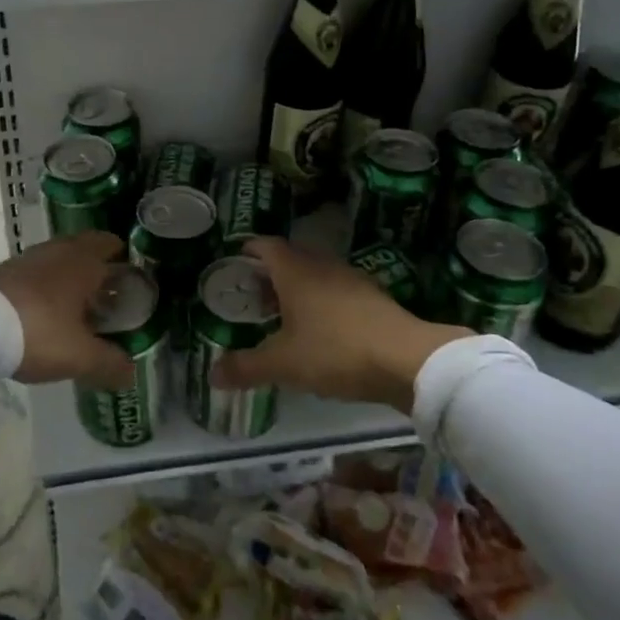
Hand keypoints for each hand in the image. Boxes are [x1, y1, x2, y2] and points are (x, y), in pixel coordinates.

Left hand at [0, 232, 133, 387]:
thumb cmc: (39, 333)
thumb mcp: (81, 356)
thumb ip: (110, 363)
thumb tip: (131, 373)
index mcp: (83, 261)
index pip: (111, 244)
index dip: (124, 259)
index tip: (132, 280)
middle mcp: (58, 251)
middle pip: (85, 248)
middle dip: (98, 266)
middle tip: (107, 294)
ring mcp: (28, 258)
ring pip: (58, 258)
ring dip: (69, 275)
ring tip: (76, 305)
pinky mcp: (4, 271)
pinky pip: (36, 271)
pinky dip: (45, 284)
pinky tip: (44, 310)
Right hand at [212, 238, 470, 413]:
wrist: (407, 360)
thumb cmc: (335, 351)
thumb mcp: (283, 364)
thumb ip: (246, 367)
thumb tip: (212, 374)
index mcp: (295, 271)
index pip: (265, 245)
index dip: (248, 251)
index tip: (234, 265)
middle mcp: (322, 266)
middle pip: (290, 258)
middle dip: (270, 274)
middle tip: (254, 297)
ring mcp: (352, 280)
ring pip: (316, 275)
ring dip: (298, 289)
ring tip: (284, 317)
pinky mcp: (373, 298)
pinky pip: (338, 292)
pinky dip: (322, 303)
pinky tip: (321, 331)